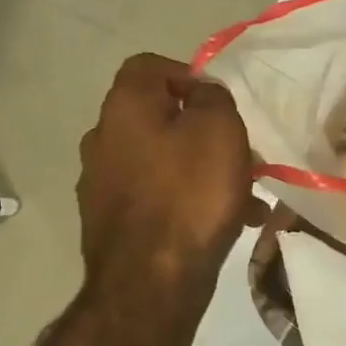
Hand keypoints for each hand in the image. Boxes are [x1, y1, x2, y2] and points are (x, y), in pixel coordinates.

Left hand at [77, 54, 260, 294]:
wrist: (152, 279)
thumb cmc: (192, 193)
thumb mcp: (220, 130)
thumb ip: (213, 98)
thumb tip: (202, 93)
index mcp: (124, 108)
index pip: (148, 66)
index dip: (188, 74)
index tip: (221, 102)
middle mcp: (103, 138)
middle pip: (158, 117)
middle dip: (202, 131)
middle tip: (240, 153)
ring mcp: (102, 183)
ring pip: (162, 160)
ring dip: (201, 169)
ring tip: (244, 196)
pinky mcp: (112, 222)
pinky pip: (158, 197)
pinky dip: (189, 201)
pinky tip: (224, 223)